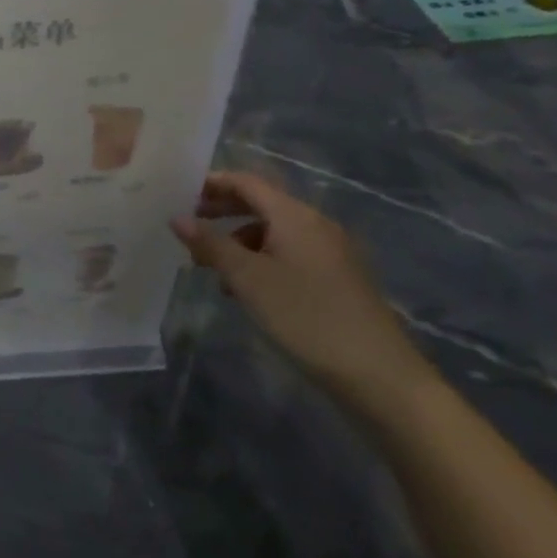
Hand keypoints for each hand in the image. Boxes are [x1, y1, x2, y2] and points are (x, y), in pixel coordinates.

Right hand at [171, 171, 431, 409]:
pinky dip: (261, 259)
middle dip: (222, 211)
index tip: (179, 195)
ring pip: (274, 231)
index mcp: (295, 216)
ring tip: (211, 268)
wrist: (378, 374)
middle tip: (188, 228)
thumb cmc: (306, 317)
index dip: (212, 184)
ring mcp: (330, 252)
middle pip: (261, 203)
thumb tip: (178, 218)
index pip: (247, 182)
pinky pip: (290, 253)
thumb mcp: (248, 279)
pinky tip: (246, 290)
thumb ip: (211, 245)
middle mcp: (315, 224)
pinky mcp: (337, 278)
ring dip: (238, 240)